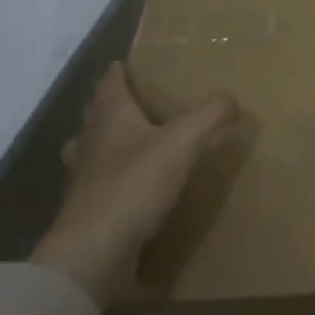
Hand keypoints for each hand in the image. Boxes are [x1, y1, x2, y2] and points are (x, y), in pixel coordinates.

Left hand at [30, 62, 239, 308]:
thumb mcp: (183, 142)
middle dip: (112, 104)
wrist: (95, 250)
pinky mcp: (86, 209)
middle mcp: (90, 142)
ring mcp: (83, 178)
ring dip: (106, 142)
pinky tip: (131, 187)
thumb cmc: (135, 185)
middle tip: (136, 101)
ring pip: (91, 149)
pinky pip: (98, 184)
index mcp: (110, 118)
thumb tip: (231, 98)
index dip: (119, 72)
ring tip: (131, 143)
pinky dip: (111, 178)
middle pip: (97, 114)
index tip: (127, 64)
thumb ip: (210, 116)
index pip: (110, 83)